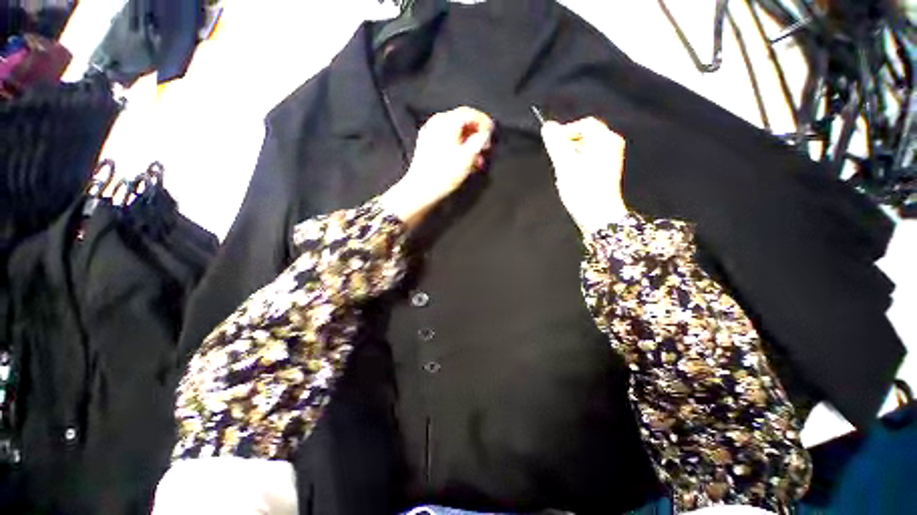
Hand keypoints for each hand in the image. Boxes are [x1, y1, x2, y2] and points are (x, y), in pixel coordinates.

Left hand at [380, 106, 493, 226]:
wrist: (422, 189)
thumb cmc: (445, 173)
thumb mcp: (468, 156)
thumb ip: (480, 140)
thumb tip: (486, 133)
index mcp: (446, 121)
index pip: (470, 113)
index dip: (484, 122)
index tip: (493, 134)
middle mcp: (436, 123)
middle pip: (462, 122)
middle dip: (476, 135)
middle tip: (486, 148)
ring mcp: (429, 134)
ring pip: (455, 133)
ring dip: (469, 144)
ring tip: (477, 161)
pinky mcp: (426, 146)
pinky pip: (446, 141)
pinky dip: (458, 148)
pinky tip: (464, 162)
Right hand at [540, 117, 628, 234]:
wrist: (598, 215)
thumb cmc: (582, 190)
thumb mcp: (564, 165)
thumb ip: (556, 144)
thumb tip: (548, 126)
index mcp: (604, 139)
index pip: (584, 124)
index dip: (566, 132)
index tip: (553, 147)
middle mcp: (612, 144)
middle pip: (586, 135)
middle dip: (569, 146)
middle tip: (559, 162)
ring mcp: (612, 157)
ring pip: (587, 147)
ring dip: (573, 156)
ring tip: (565, 172)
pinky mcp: (608, 169)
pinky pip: (591, 157)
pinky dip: (579, 163)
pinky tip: (574, 178)